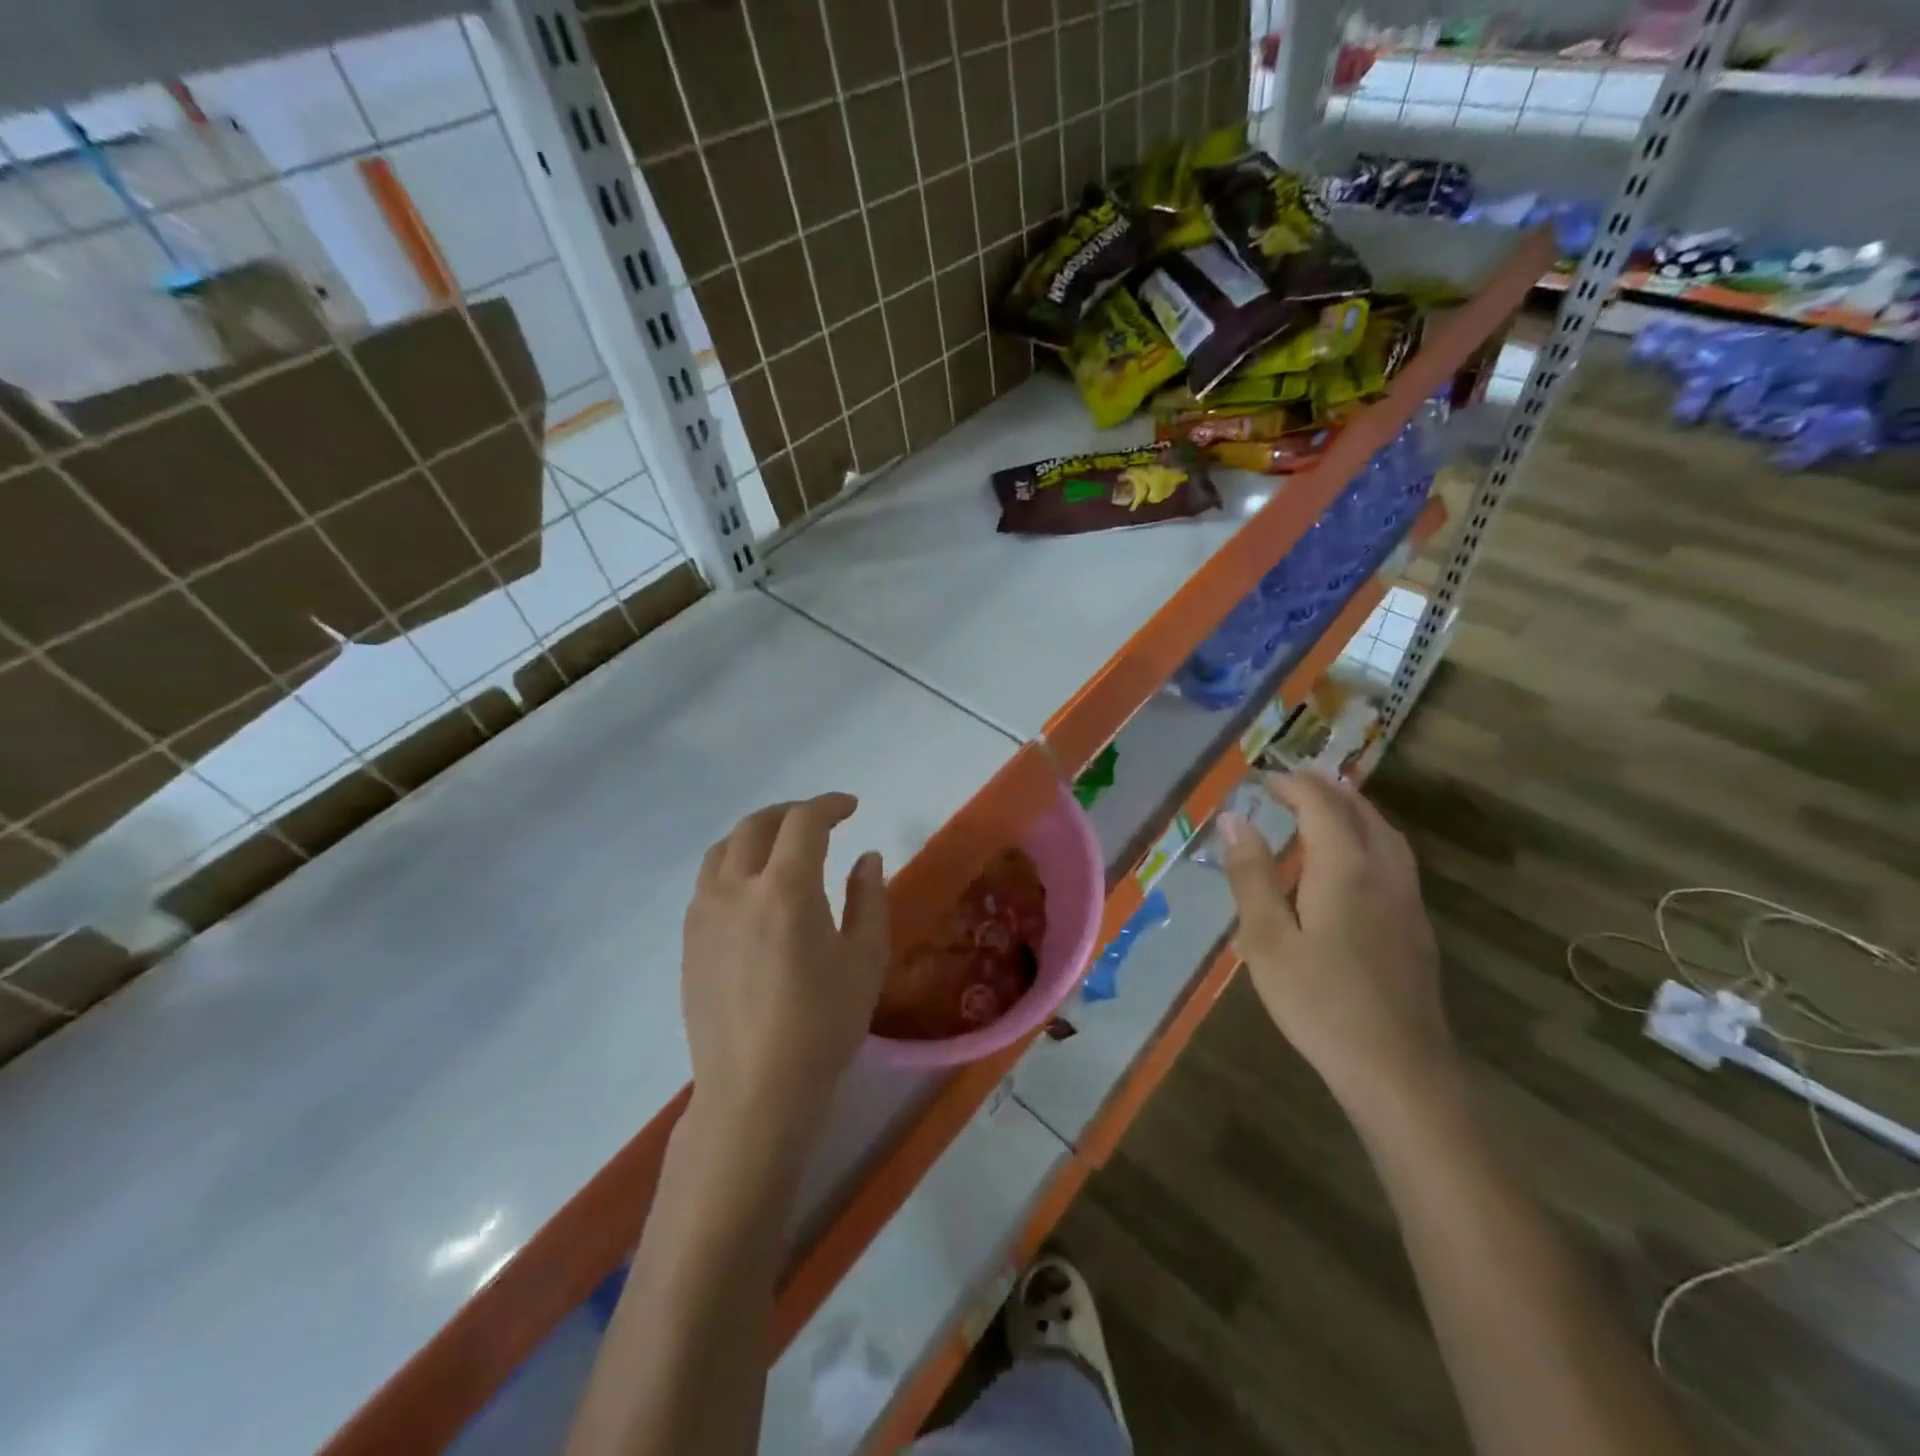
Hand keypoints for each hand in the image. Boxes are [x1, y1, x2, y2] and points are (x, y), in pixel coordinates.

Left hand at [682, 794, 889, 1142]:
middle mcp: (736, 889)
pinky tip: (753, 889)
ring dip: (756, 834)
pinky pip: (708, 881)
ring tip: (781, 846)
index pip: (804, 822)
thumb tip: (866, 858)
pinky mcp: (689, 940)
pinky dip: (734, 864)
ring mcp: (704, 914)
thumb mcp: (865, 959)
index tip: (850, 807)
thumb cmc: (822, 1025)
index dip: (829, 805)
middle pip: (756, 825)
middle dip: (791, 812)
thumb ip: (869, 898)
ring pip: (724, 849)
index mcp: (785, 889)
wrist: (755, 1090)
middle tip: (819, 820)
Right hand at [1216, 771, 1453, 1119]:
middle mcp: (1385, 873)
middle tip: (1289, 784)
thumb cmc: (1320, 1003)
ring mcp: (1408, 902)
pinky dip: (1368, 839)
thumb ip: (1251, 875)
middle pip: (1361, 812)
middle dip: (1325, 790)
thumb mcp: (1267, 938)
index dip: (1292, 784)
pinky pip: (1394, 861)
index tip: (1261, 779)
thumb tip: (1233, 819)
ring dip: (1352, 811)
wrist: (1399, 1072)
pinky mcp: (1416, 930)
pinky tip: (1350, 866)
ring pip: (1385, 836)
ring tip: (1321, 810)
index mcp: (1347, 868)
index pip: (1322, 804)